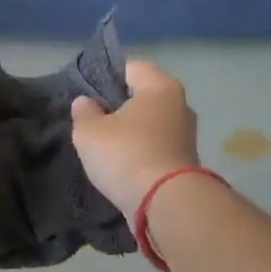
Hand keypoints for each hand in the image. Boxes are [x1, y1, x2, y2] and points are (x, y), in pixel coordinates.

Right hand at [70, 61, 200, 219]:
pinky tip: (124, 164)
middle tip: (95, 119)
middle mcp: (180, 105)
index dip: (107, 76)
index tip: (88, 93)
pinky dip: (143, 151)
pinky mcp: (187, 161)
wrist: (166, 204)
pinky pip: (158, 146)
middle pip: (145, 96)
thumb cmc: (126, 155)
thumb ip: (84, 113)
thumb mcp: (89, 132)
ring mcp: (187, 135)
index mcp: (160, 87)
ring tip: (107, 145)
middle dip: (121, 105)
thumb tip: (85, 102)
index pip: (132, 67)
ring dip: (133, 131)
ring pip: (152, 123)